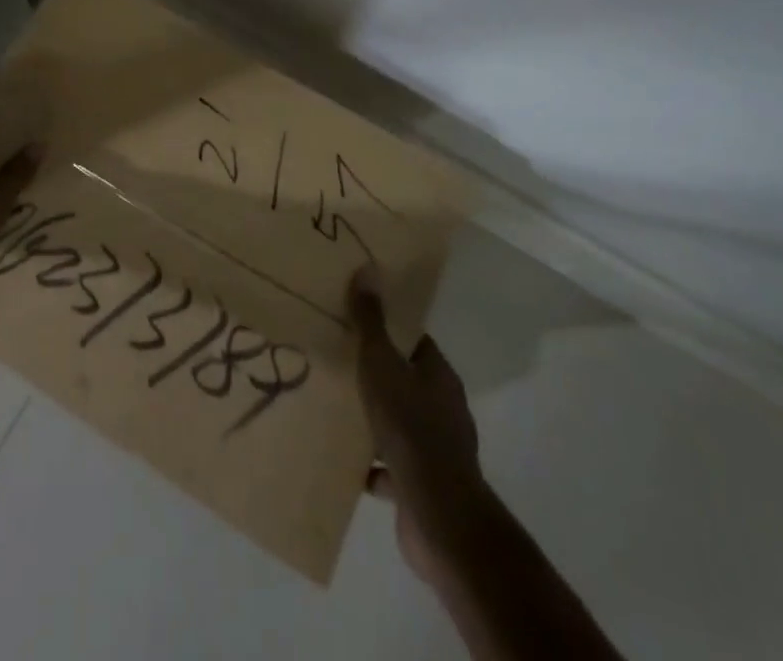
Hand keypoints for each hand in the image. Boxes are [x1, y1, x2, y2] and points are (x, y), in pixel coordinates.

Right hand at [350, 270, 485, 587]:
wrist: (438, 514)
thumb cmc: (410, 427)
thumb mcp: (382, 364)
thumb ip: (372, 321)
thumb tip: (368, 269)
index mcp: (438, 376)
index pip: (414, 342)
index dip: (389, 330)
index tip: (359, 322)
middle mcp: (444, 409)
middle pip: (407, 381)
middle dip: (378, 375)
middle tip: (340, 362)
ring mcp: (437, 451)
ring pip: (400, 424)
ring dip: (375, 420)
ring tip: (338, 410)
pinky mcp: (424, 486)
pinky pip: (393, 467)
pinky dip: (373, 465)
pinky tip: (348, 463)